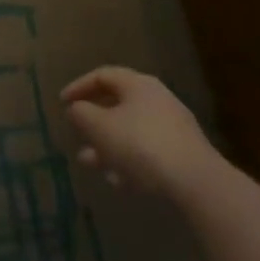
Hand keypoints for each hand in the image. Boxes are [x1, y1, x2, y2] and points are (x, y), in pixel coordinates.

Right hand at [61, 66, 219, 195]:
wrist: (197, 184)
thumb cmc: (140, 145)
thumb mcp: (99, 127)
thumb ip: (81, 114)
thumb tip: (77, 109)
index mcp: (138, 85)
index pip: (102, 75)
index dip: (79, 87)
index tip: (62, 104)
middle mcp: (157, 100)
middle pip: (117, 105)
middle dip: (93, 122)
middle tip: (76, 134)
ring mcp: (173, 129)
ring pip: (130, 132)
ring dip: (107, 146)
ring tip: (89, 163)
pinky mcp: (183, 156)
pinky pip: (147, 153)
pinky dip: (128, 162)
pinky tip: (117, 181)